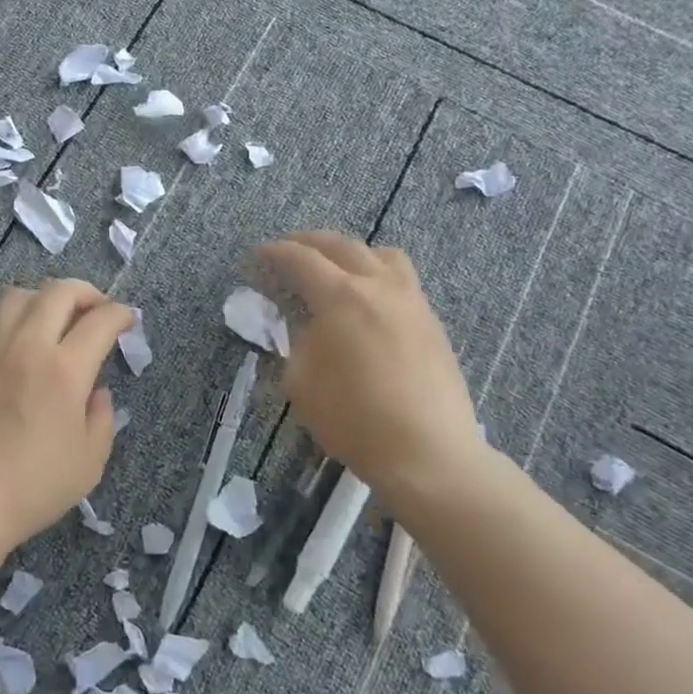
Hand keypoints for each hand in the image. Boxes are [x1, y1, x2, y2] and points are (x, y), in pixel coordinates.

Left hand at [0, 280, 134, 550]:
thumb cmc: (31, 487)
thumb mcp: (89, 461)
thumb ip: (101, 417)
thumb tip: (96, 391)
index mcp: (65, 370)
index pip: (100, 320)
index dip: (120, 314)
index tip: (126, 320)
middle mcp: (27, 345)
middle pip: (59, 291)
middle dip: (87, 292)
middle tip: (96, 309)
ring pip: (18, 296)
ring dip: (44, 299)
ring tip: (52, 319)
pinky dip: (9, 321)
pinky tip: (13, 343)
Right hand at [257, 232, 485, 507]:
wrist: (427, 452)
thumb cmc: (354, 419)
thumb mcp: (302, 382)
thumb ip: (299, 343)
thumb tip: (309, 325)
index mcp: (342, 297)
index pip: (302, 260)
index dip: (276, 253)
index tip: (259, 254)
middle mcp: (380, 287)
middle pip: (343, 246)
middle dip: (311, 241)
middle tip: (290, 247)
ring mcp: (412, 302)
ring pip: (383, 256)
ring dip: (353, 252)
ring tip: (337, 267)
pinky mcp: (432, 324)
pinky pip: (403, 282)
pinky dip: (378, 276)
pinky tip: (369, 302)